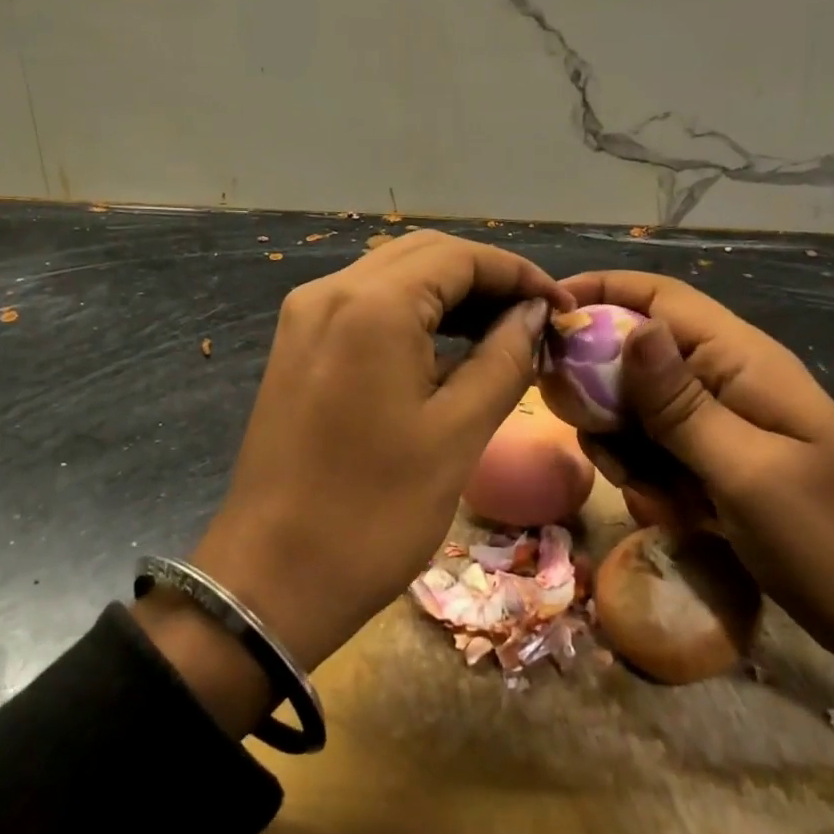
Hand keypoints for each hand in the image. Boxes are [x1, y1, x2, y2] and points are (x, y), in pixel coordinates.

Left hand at [184, 232, 573, 679]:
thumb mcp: (457, 434)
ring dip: (448, 293)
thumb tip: (534, 314)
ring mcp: (305, 317)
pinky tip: (446, 347)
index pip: (459, 256)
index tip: (561, 305)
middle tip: (534, 318)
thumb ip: (504, 358)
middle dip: (484, 278)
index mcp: (371, 306)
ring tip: (501, 331)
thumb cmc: (376, 512)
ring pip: (391, 276)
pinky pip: (363, 306)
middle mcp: (329, 292)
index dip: (517, 273)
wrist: (272, 578)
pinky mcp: (296, 346)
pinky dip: (410, 314)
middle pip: (423, 255)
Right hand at [561, 271, 833, 666]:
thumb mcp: (747, 471)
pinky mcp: (716, 461)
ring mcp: (720, 422)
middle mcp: (725, 379)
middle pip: (635, 354)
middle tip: (597, 441)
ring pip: (637, 410)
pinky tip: (674, 515)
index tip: (543, 317)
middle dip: (602, 394)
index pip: (658, 297)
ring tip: (653, 495)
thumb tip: (633, 328)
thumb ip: (681, 403)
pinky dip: (649, 479)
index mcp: (740, 361)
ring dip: (626, 449)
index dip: (599, 292)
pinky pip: (657, 451)